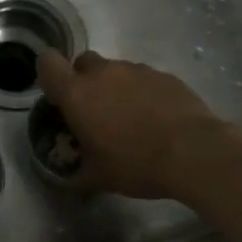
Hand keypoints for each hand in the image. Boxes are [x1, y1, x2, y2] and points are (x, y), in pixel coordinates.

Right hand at [35, 50, 230, 199]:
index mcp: (77, 94)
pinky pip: (143, 78)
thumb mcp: (98, 177)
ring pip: (115, 70)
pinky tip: (155, 118)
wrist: (193, 153)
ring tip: (130, 118)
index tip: (57, 96)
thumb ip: (77, 172)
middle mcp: (103, 73)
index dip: (48, 75)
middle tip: (94, 110)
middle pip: (83, 62)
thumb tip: (70, 180)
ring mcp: (137, 70)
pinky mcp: (164, 75)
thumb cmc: (135, 164)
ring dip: (115, 87)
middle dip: (84, 80)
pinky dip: (142, 92)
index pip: (48, 63)